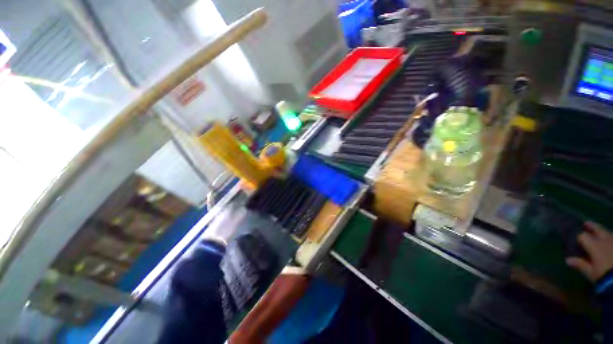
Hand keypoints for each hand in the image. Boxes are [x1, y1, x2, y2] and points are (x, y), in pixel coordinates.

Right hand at [566, 222, 612, 282]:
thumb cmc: (603, 275)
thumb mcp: (590, 273)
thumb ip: (580, 265)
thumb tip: (567, 260)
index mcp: (595, 244)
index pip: (582, 236)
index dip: (578, 237)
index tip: (574, 238)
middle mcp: (605, 239)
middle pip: (597, 228)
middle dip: (591, 226)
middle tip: (586, 223)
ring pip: (607, 232)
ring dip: (602, 231)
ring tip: (599, 232)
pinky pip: (612, 238)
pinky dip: (610, 238)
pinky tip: (609, 241)